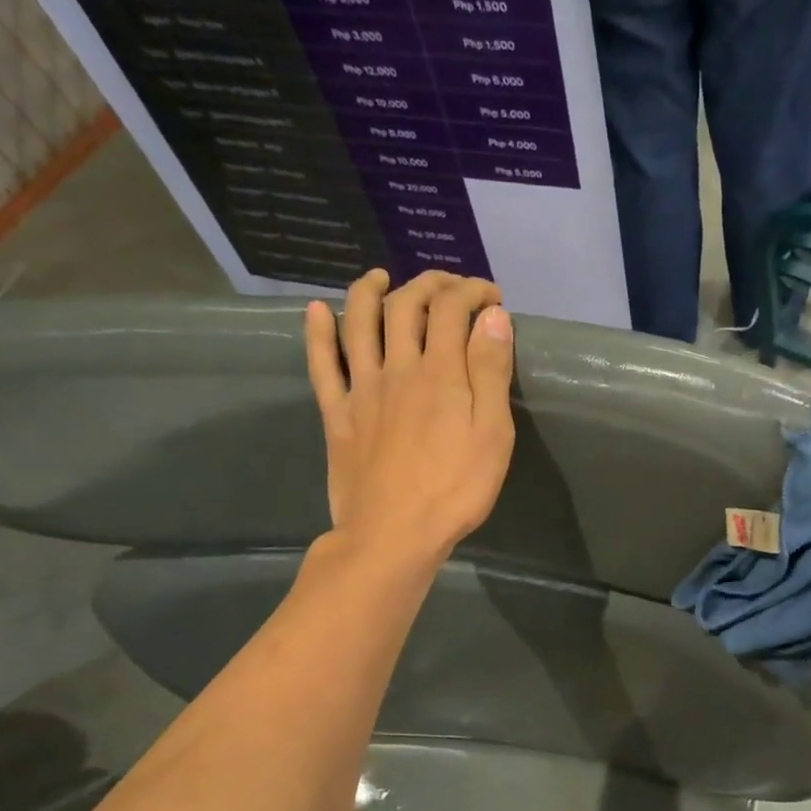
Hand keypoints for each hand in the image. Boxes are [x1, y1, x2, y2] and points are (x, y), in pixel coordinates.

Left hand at [305, 269, 515, 567]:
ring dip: (370, 291)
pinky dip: (317, 332)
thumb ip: (491, 371)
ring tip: (381, 276)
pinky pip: (322, 364)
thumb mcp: (493, 433)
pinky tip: (316, 310)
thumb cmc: (455, 489)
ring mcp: (362, 389)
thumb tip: (493, 316)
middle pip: (406, 306)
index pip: (453, 309)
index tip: (492, 298)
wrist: (393, 534)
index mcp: (441, 372)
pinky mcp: (337, 414)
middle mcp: (397, 367)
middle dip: (430, 284)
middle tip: (450, 287)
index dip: (473, 292)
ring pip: (359, 322)